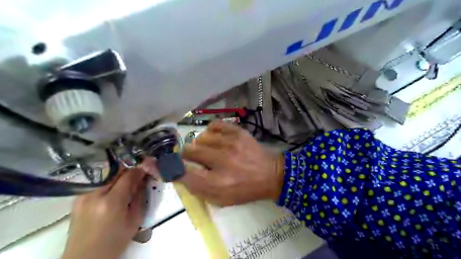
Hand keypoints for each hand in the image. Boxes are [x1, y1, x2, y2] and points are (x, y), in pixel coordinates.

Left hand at [62, 168, 145, 258]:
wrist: (84, 258)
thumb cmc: (114, 241)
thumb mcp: (135, 220)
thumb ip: (139, 196)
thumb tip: (143, 179)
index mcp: (111, 202)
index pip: (128, 176)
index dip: (140, 169)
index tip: (147, 167)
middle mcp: (94, 195)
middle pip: (115, 170)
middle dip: (129, 169)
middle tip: (139, 172)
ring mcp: (82, 195)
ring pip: (105, 173)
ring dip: (119, 173)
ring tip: (127, 180)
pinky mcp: (77, 198)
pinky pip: (98, 181)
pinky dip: (109, 180)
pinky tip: (114, 187)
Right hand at [179, 122, 284, 205]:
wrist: (270, 175)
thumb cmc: (245, 189)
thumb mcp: (221, 199)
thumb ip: (198, 189)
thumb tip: (179, 174)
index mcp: (217, 183)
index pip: (184, 173)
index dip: (171, 168)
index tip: (168, 165)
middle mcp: (222, 161)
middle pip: (189, 151)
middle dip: (187, 155)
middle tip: (194, 157)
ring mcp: (231, 144)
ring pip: (201, 137)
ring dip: (201, 144)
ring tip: (208, 149)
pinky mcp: (238, 132)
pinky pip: (215, 125)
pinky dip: (211, 131)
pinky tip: (215, 137)